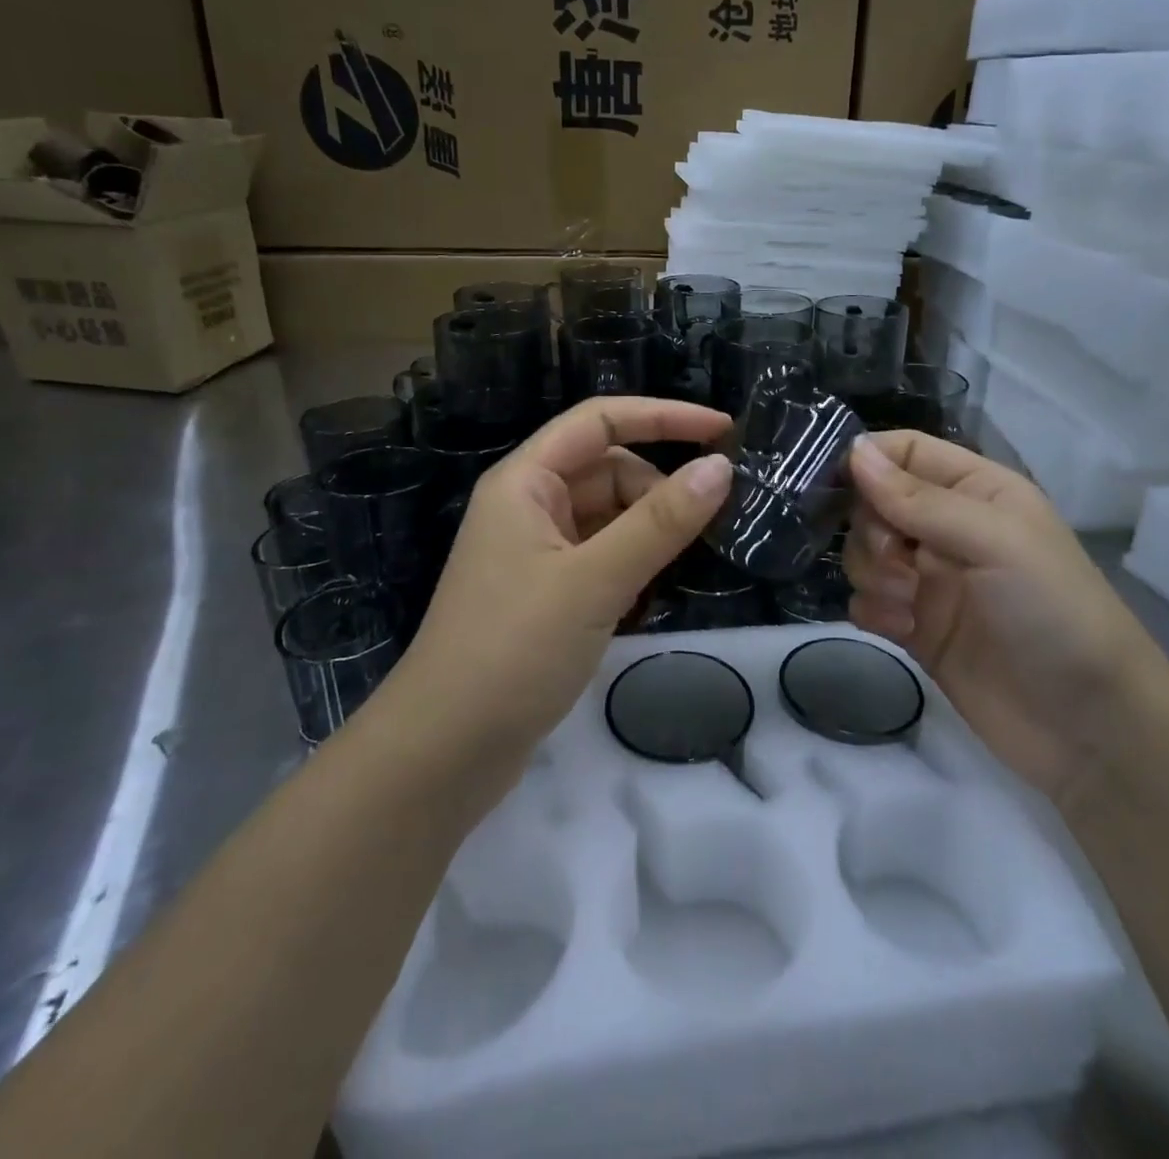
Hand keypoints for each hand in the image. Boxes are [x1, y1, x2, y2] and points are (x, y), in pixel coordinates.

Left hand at [386, 397, 733, 758]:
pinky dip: (634, 565)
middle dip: (659, 489)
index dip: (663, 416)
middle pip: (609, 471)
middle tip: (710, 525)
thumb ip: (661, 522)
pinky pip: (603, 557)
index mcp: (525, 482)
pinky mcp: (546, 594)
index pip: (601, 421)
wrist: (445, 751)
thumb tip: (720, 467)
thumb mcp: (595, 580)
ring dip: (650, 531)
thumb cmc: (514, 649)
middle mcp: (529, 507)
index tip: (723, 430)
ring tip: (686, 563)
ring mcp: (536, 553)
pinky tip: (655, 594)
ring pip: (609, 517)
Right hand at [843, 431, 1168, 805]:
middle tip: (897, 561)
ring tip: (907, 604)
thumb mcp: (996, 542)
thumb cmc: (1053, 613)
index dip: (869, 460)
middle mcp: (948, 528)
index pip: (906, 452)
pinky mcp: (914, 627)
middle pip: (874, 503)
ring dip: (872, 573)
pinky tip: (901, 630)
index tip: (835, 483)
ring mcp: (929, 580)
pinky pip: (866, 600)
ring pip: (864, 552)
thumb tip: (854, 451)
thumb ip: (920, 499)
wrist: (1087, 727)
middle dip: (871, 529)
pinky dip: (872, 610)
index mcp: (977, 491)